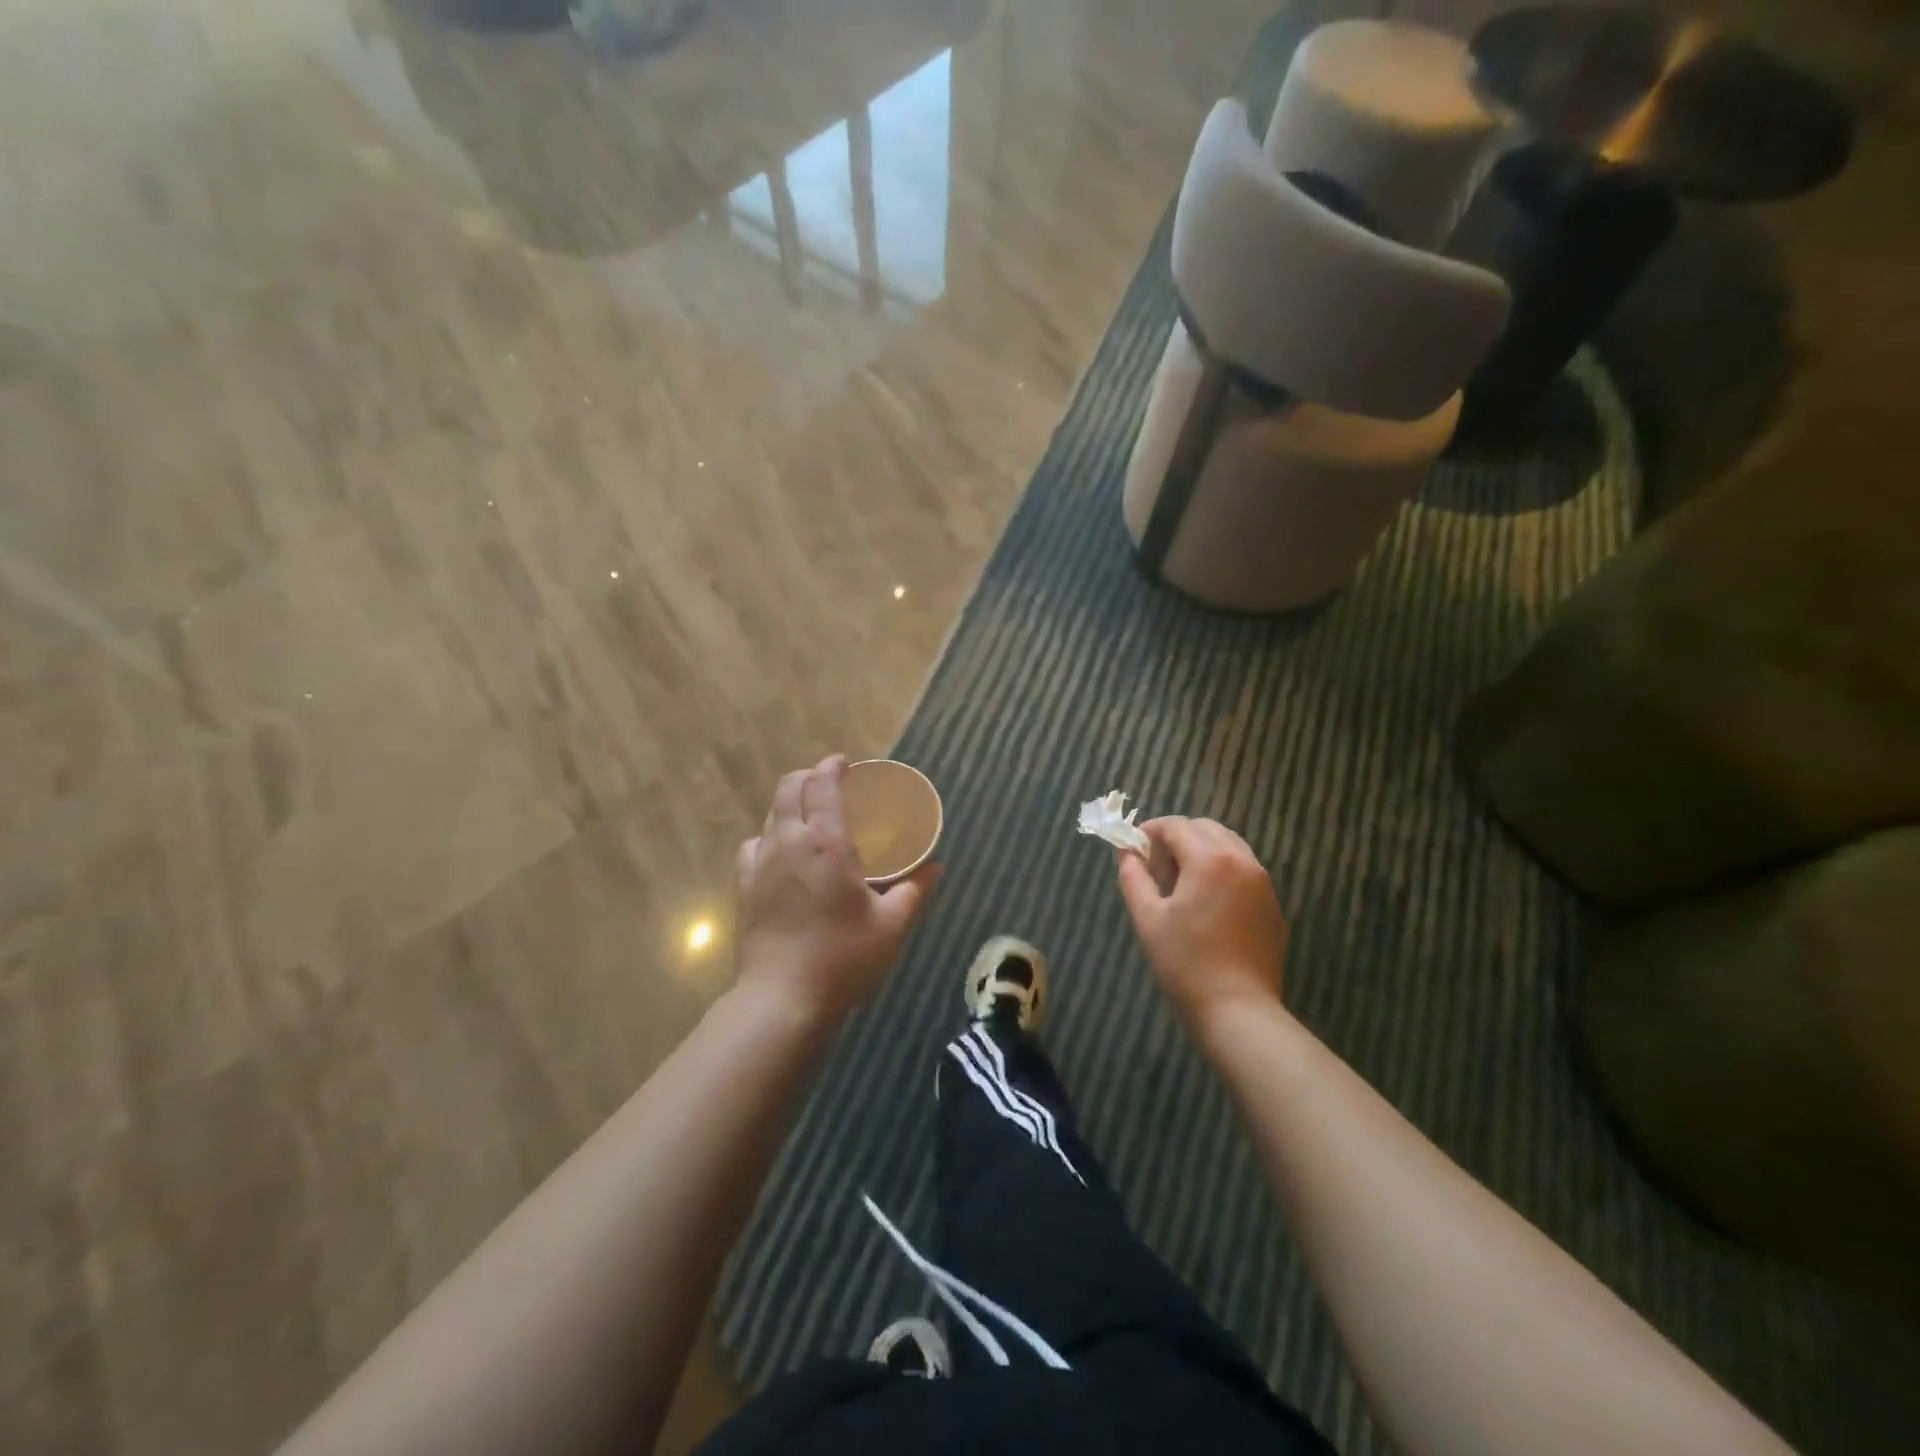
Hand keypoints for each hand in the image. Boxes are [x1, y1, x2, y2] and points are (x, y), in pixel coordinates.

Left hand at [734, 755, 938, 1020]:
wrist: (781, 999)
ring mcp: (760, 865)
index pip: (822, 786)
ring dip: (788, 804)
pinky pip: (752, 846)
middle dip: (807, 777)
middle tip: (827, 781)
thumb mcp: (891, 926)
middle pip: (789, 790)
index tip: (843, 763)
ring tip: (808, 815)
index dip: (831, 767)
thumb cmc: (843, 959)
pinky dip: (768, 836)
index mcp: (826, 844)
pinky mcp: (743, 888)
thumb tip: (936, 867)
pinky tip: (779, 851)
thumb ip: (915, 890)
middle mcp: (788, 843)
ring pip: (770, 816)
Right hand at [1115, 816, 1287, 1030]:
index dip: (1151, 831)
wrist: (1239, 1011)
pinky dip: (1222, 871)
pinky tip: (1207, 905)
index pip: (1176, 825)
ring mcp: (1263, 884)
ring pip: (1229, 847)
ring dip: (1202, 851)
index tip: (1134, 850)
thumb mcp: (1148, 918)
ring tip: (1182, 885)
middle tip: (1157, 868)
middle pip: (1206, 829)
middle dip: (1178, 837)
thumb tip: (1126, 852)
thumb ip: (1133, 877)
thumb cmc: (1185, 963)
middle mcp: (1242, 861)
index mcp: (1210, 859)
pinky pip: (1245, 871)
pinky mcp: (1273, 906)